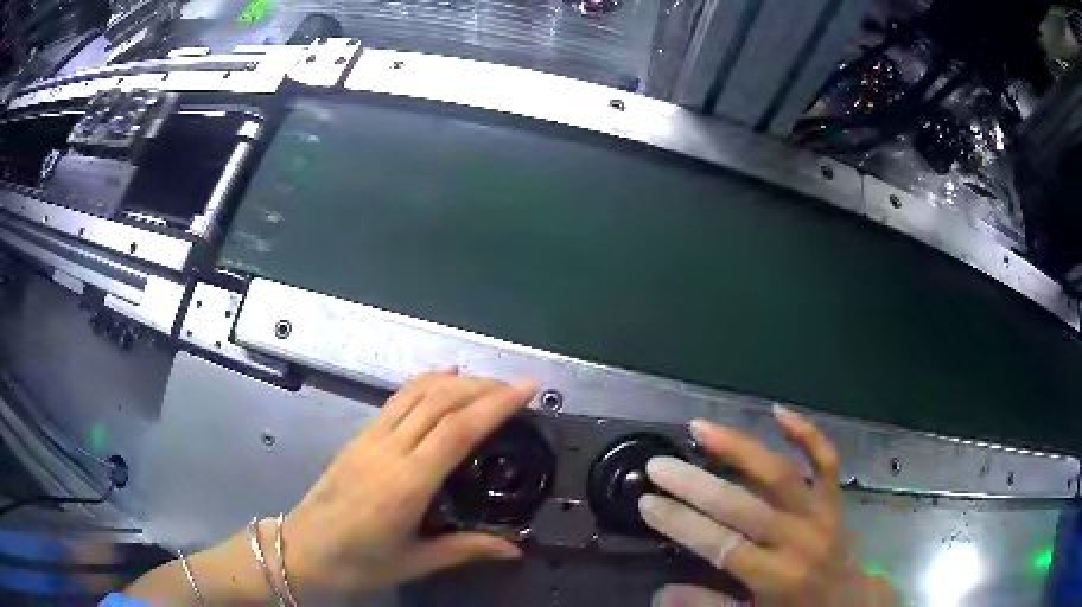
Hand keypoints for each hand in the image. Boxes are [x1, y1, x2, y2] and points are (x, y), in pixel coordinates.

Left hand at [283, 369, 536, 601]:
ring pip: (416, 394)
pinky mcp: (359, 437)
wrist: (302, 548)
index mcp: (406, 484)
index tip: (526, 390)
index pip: (457, 431)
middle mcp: (389, 451)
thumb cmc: (358, 562)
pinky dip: (424, 384)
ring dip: (455, 381)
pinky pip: (396, 401)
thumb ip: (466, 549)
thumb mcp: (415, 561)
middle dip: (483, 387)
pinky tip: (441, 380)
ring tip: (488, 382)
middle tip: (517, 387)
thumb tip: (516, 550)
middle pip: (440, 403)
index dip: (494, 405)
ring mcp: (370, 439)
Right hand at [639, 406, 894, 606]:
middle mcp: (798, 539)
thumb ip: (708, 606)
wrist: (848, 600)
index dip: (681, 523)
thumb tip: (660, 593)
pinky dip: (806, 433)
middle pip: (744, 506)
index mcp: (775, 576)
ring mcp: (819, 513)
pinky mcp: (834, 498)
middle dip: (697, 485)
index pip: (721, 545)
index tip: (647, 502)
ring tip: (703, 427)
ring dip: (741, 447)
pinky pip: (825, 460)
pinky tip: (779, 411)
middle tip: (659, 464)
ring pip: (780, 473)